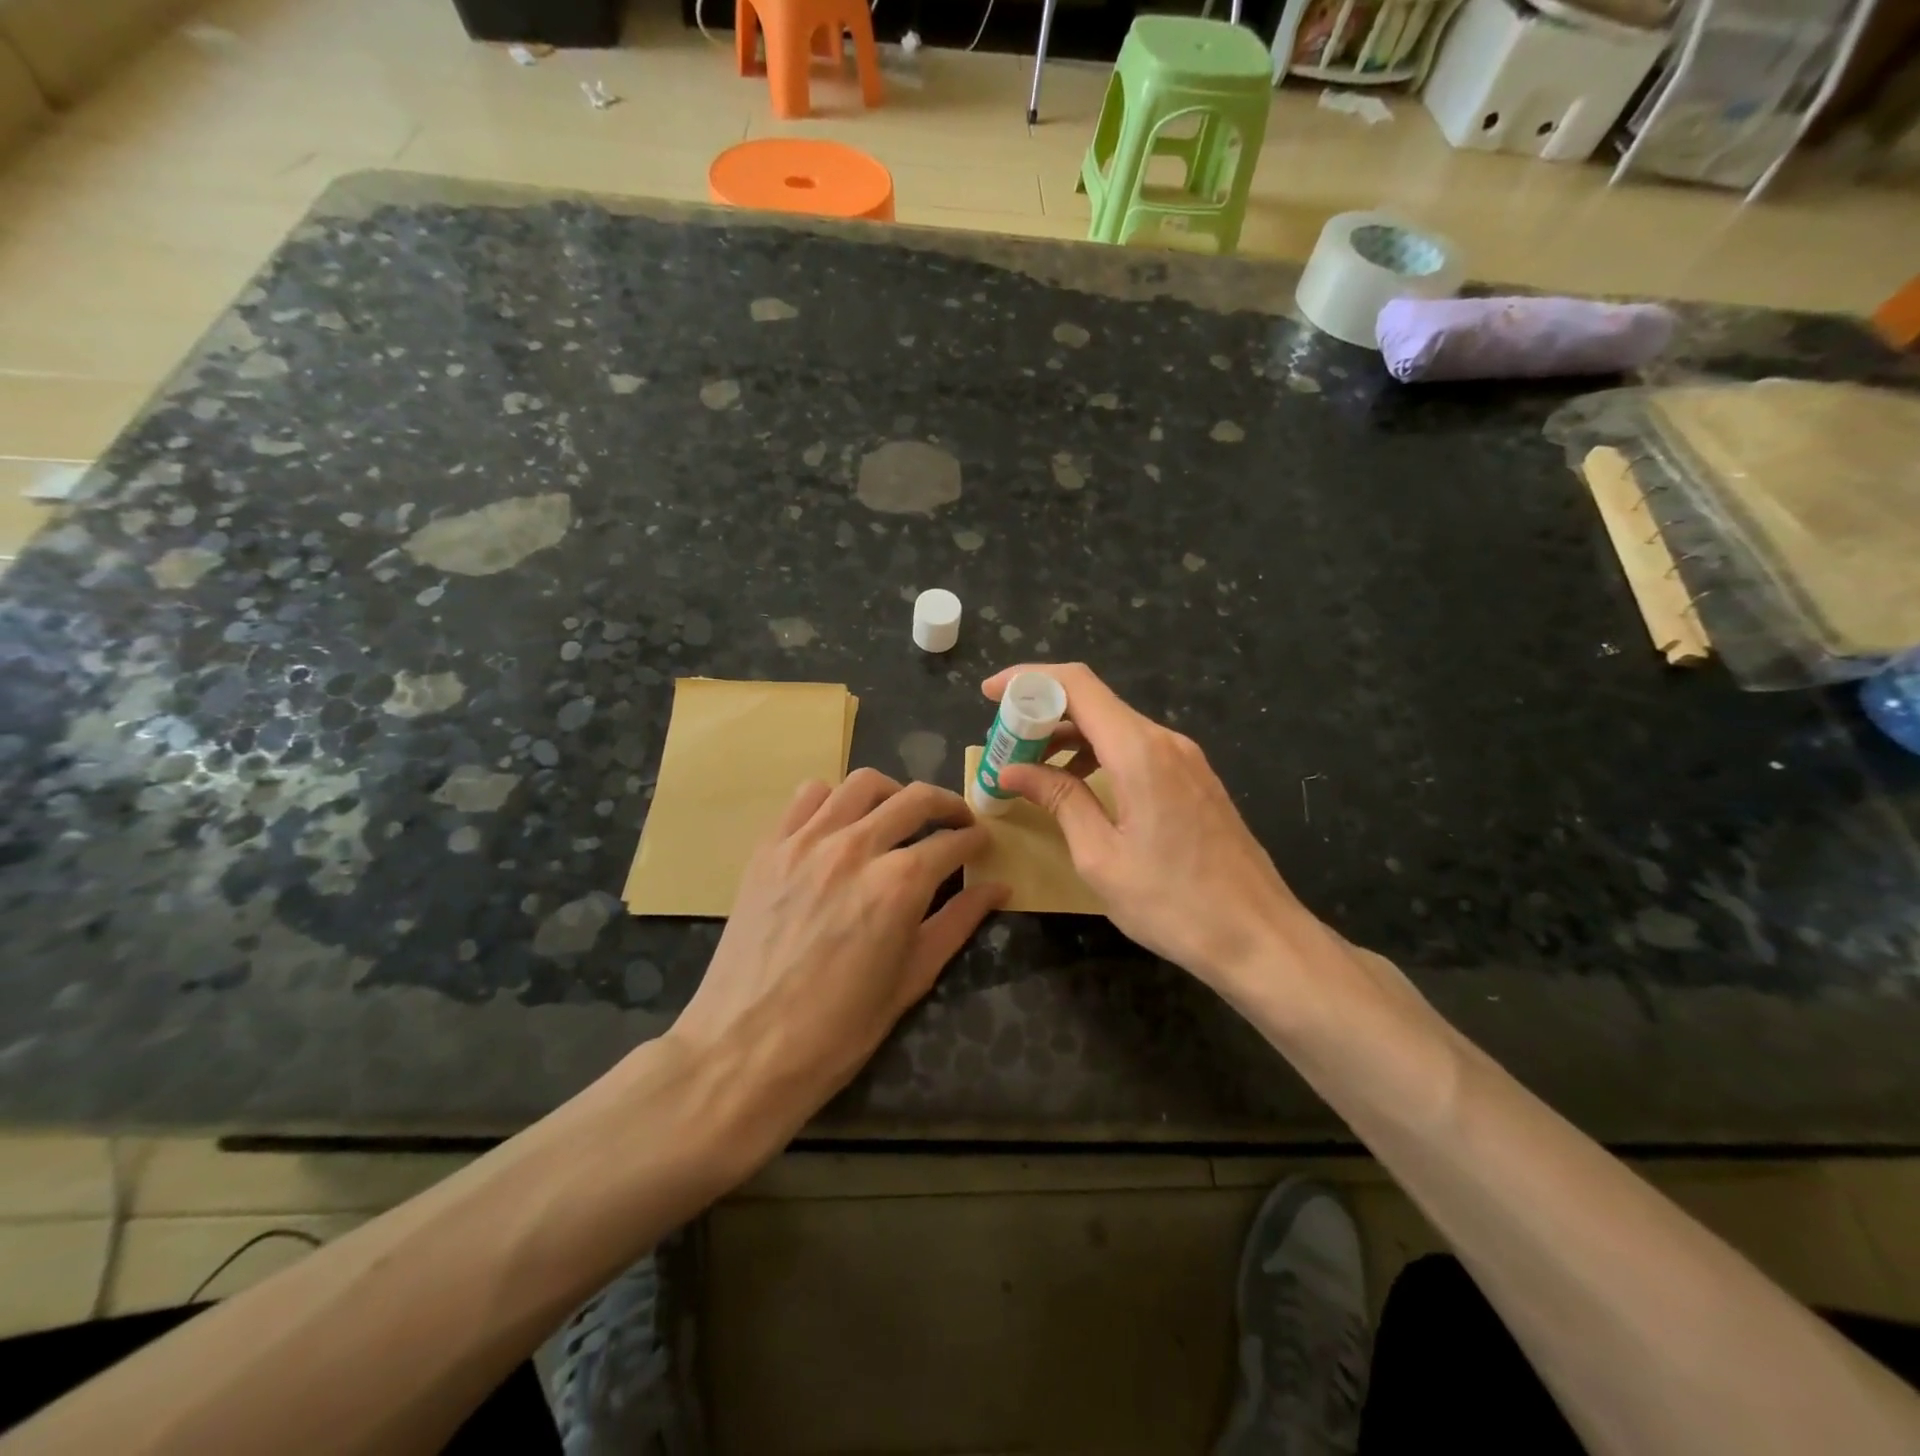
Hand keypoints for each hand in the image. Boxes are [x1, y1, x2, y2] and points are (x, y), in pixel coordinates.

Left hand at [668, 768, 1005, 1122]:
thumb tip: (999, 888)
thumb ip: (958, 922)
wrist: (745, 1049)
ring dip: (893, 794)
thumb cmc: (838, 1029)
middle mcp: (856, 847)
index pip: (951, 842)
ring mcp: (806, 841)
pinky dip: (835, 798)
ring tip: (899, 816)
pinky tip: (841, 824)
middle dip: (948, 805)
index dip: (975, 841)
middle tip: (957, 822)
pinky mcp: (770, 847)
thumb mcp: (912, 978)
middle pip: (915, 799)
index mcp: (899, 884)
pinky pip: (807, 796)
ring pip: (862, 784)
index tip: (981, 845)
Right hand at [984, 663, 1313, 989]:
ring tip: (1032, 771)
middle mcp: (1165, 741)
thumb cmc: (1172, 902)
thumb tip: (1013, 770)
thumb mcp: (1100, 855)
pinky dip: (1098, 755)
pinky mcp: (1194, 779)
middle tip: (1003, 746)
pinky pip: (1136, 749)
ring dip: (1069, 739)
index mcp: (1138, 751)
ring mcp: (1185, 759)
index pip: (1077, 685)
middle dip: (1042, 714)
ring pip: (1115, 727)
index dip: (1029, 680)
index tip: (990, 694)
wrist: (1258, 936)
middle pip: (1094, 703)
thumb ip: (1059, 800)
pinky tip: (1079, 787)